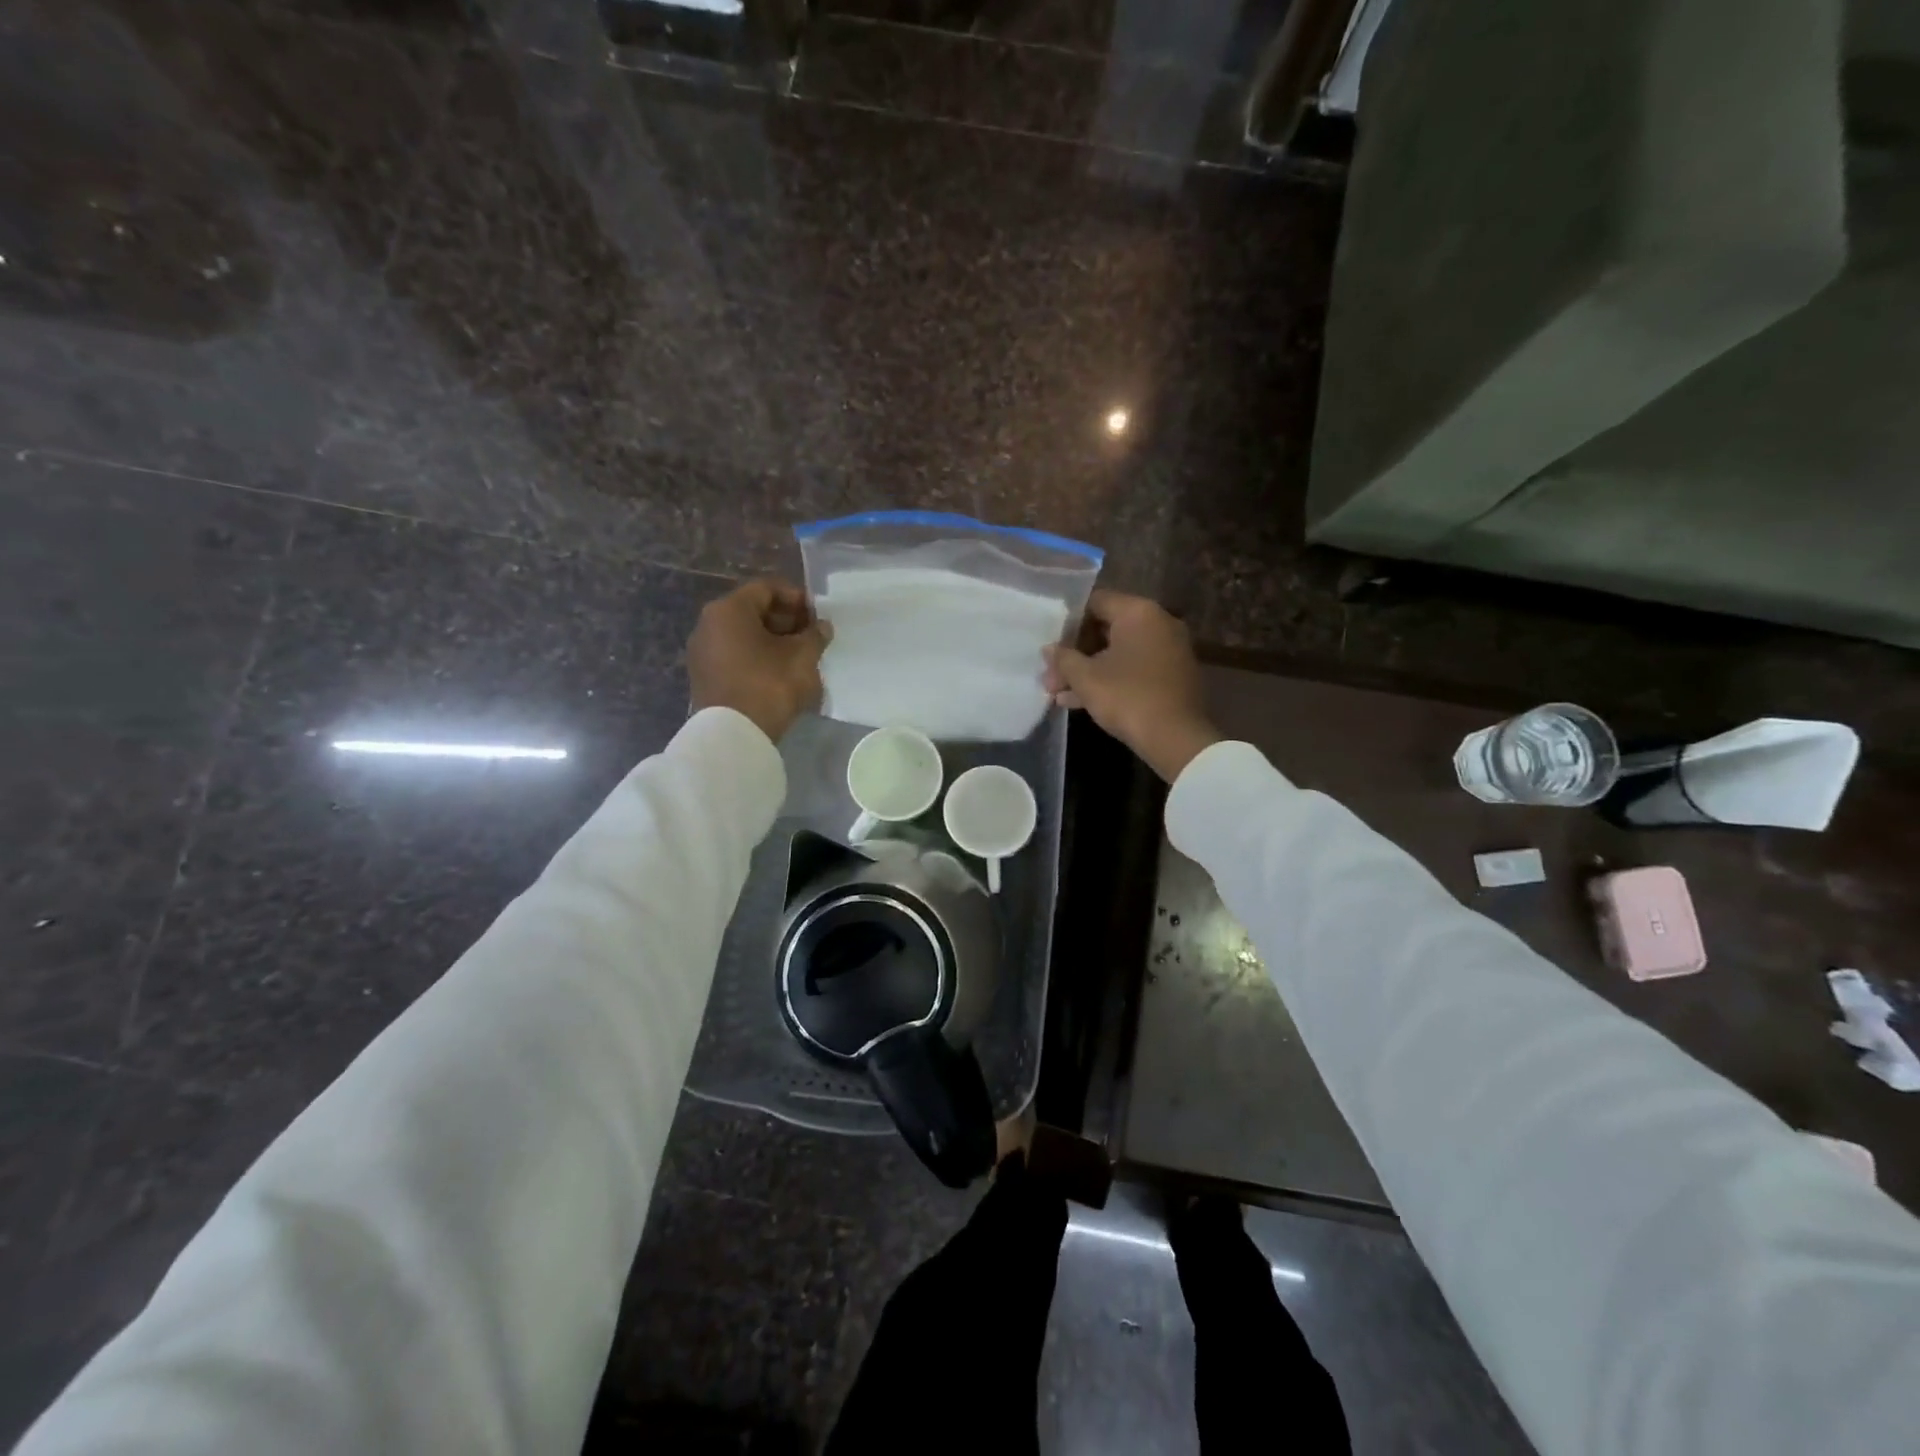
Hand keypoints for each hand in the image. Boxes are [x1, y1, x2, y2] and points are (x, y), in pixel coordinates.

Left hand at [688, 579, 828, 742]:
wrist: (733, 736)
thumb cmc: (769, 686)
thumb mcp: (801, 657)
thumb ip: (814, 636)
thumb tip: (822, 627)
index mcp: (729, 610)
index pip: (766, 589)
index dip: (796, 598)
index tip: (818, 615)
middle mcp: (709, 624)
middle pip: (753, 611)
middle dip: (786, 620)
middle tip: (812, 636)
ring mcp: (703, 652)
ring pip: (744, 635)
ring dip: (774, 641)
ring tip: (800, 656)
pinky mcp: (705, 676)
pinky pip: (735, 655)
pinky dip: (758, 657)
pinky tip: (780, 673)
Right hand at [1043, 591, 1220, 782]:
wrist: (1176, 738)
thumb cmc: (1127, 697)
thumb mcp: (1086, 678)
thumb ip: (1064, 659)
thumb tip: (1049, 649)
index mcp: (1139, 613)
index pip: (1095, 602)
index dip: (1068, 621)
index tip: (1049, 641)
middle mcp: (1158, 623)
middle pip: (1106, 628)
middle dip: (1075, 653)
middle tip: (1050, 674)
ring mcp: (1169, 650)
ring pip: (1118, 652)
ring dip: (1088, 670)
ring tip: (1056, 692)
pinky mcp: (1172, 675)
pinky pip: (1134, 668)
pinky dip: (1110, 679)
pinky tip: (1079, 702)